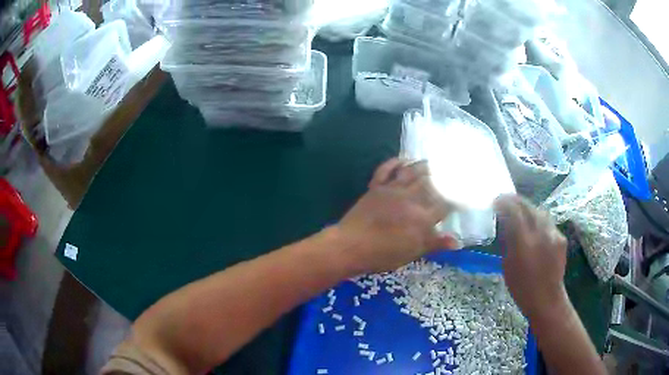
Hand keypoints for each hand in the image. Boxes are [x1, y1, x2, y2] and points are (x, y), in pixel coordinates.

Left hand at [334, 158, 457, 273]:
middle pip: (431, 183)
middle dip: (443, 176)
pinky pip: (386, 170)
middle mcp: (411, 199)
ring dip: (423, 166)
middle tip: (450, 170)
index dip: (455, 198)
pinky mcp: (376, 187)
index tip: (460, 193)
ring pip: (412, 173)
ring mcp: (392, 190)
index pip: (444, 204)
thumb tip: (457, 241)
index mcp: (422, 218)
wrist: (351, 246)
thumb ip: (435, 244)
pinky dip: (394, 162)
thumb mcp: (412, 253)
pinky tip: (402, 159)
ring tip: (432, 162)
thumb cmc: (383, 254)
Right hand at [494, 194, 568, 319]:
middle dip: (516, 201)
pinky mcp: (561, 237)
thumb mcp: (507, 265)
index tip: (497, 200)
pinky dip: (539, 220)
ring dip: (528, 208)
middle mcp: (540, 233)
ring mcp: (553, 234)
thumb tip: (504, 223)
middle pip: (528, 207)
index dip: (504, 202)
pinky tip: (535, 227)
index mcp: (524, 242)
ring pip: (539, 211)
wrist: (546, 298)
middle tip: (507, 200)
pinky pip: (548, 222)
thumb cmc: (521, 287)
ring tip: (521, 211)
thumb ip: (508, 241)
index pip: (514, 211)